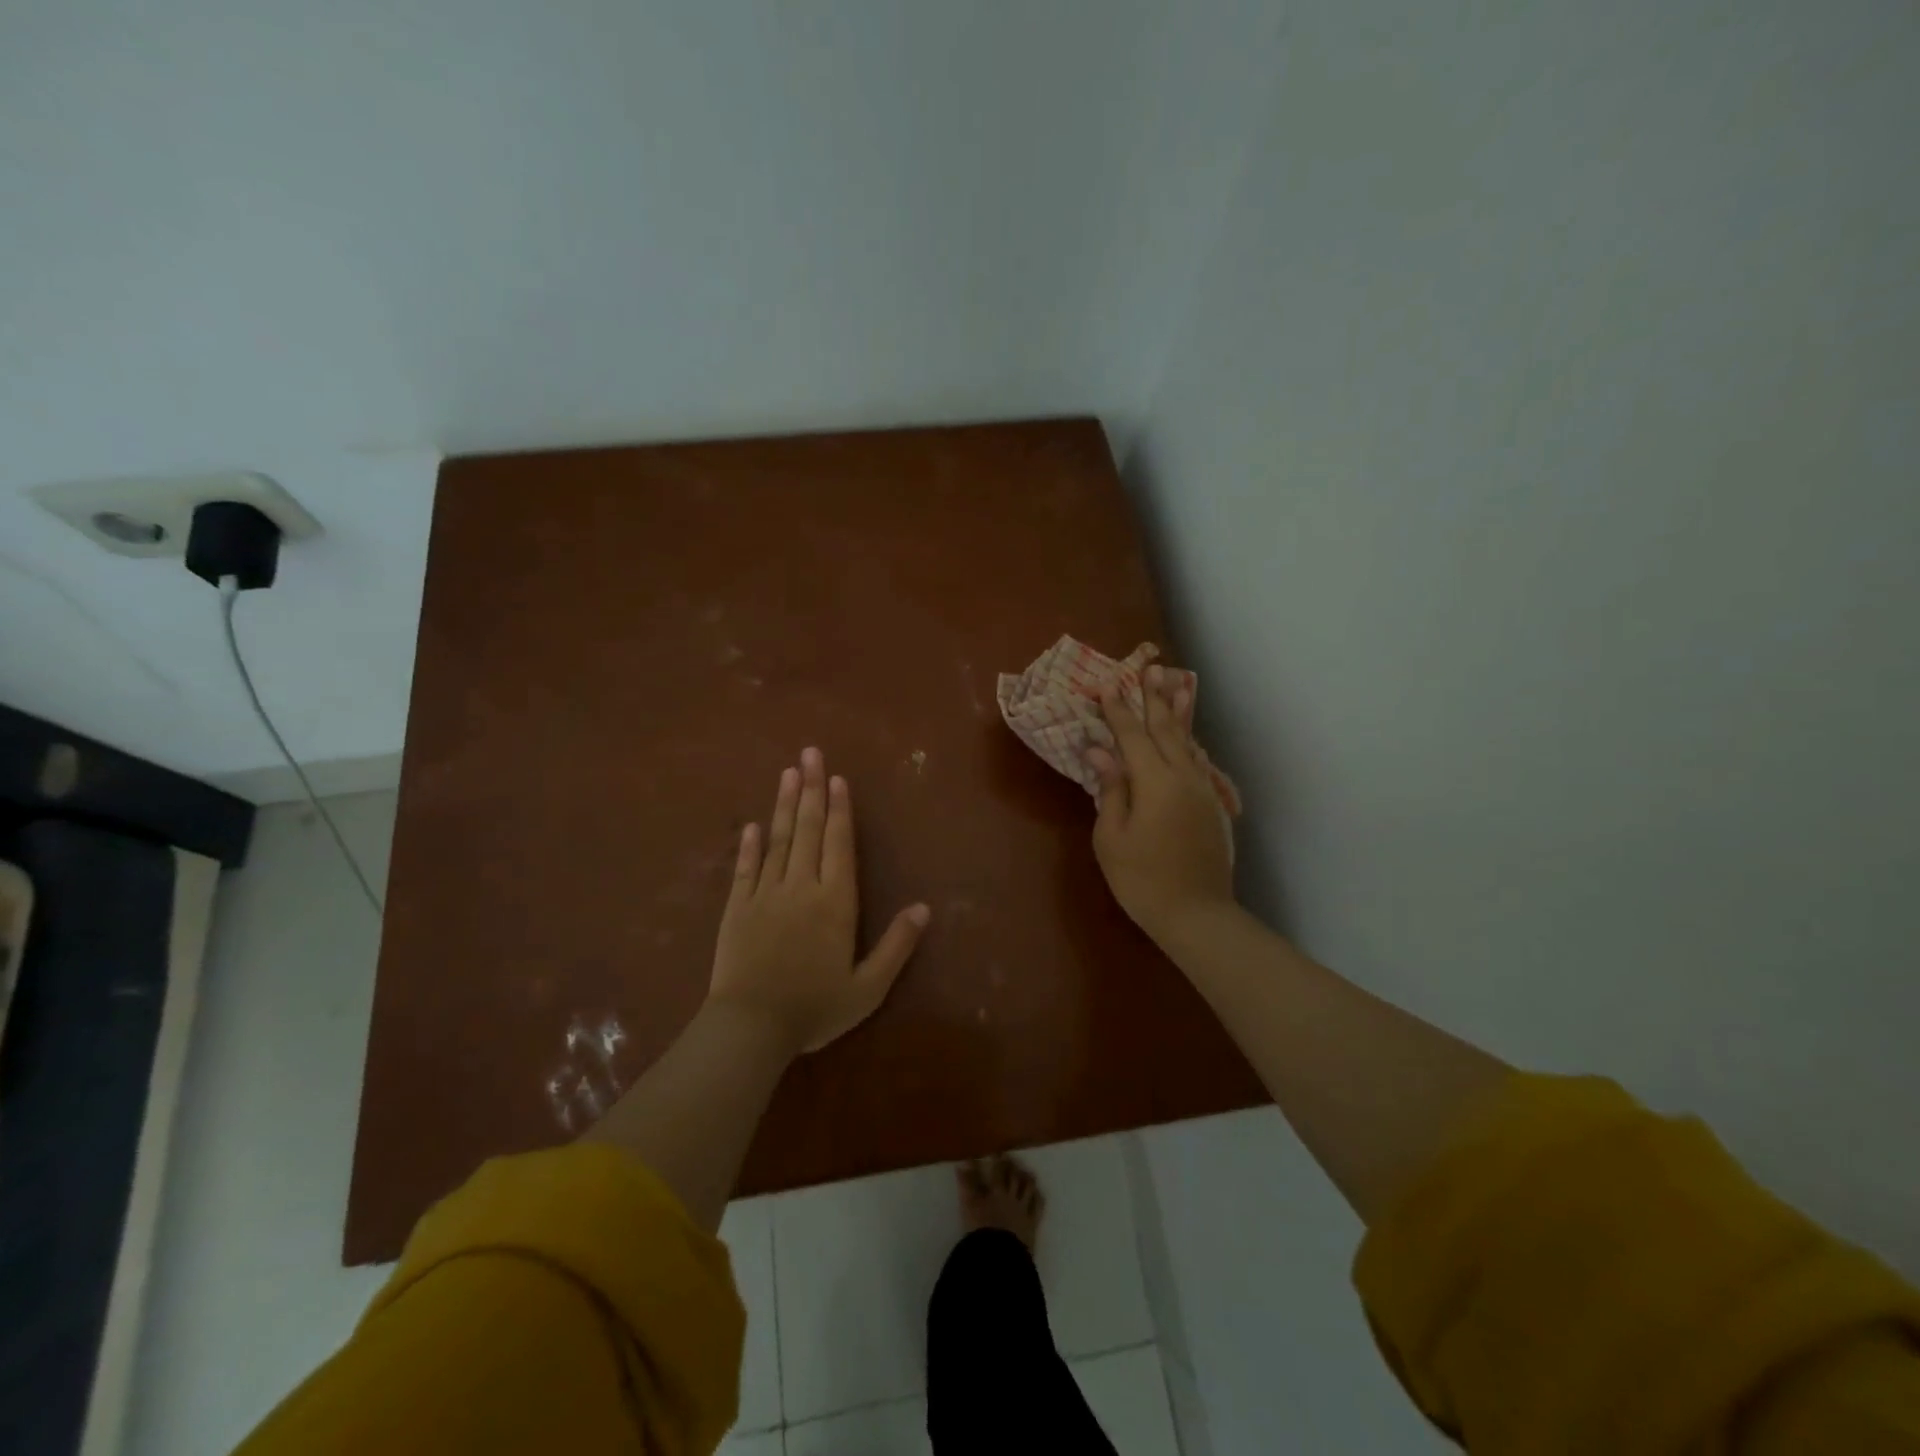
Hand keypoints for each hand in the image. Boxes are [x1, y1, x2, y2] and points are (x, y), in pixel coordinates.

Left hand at [709, 747, 930, 1055]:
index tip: (837, 777)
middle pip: (808, 830)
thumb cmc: (815, 1008)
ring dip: (784, 805)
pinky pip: (745, 869)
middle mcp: (800, 888)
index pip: (839, 844)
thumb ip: (896, 945)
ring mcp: (765, 895)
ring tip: (788, 773)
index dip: (840, 809)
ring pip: (777, 841)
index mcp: (834, 902)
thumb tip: (924, 908)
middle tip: (809, 753)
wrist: (750, 1028)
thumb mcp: (868, 987)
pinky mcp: (736, 909)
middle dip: (811, 790)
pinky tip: (753, 824)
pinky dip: (749, 845)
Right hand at [1087, 665, 1235, 942]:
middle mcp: (1183, 777)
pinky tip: (1187, 737)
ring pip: (1188, 742)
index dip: (1117, 709)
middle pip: (1167, 729)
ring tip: (1177, 685)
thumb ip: (1110, 789)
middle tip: (1151, 668)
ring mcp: (1201, 790)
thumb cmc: (1142, 879)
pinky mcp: (1211, 806)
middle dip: (1155, 698)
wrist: (1196, 914)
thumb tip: (1101, 750)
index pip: (1132, 735)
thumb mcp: (1112, 836)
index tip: (1106, 684)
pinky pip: (1197, 762)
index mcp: (1155, 782)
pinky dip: (1189, 742)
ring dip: (1178, 713)